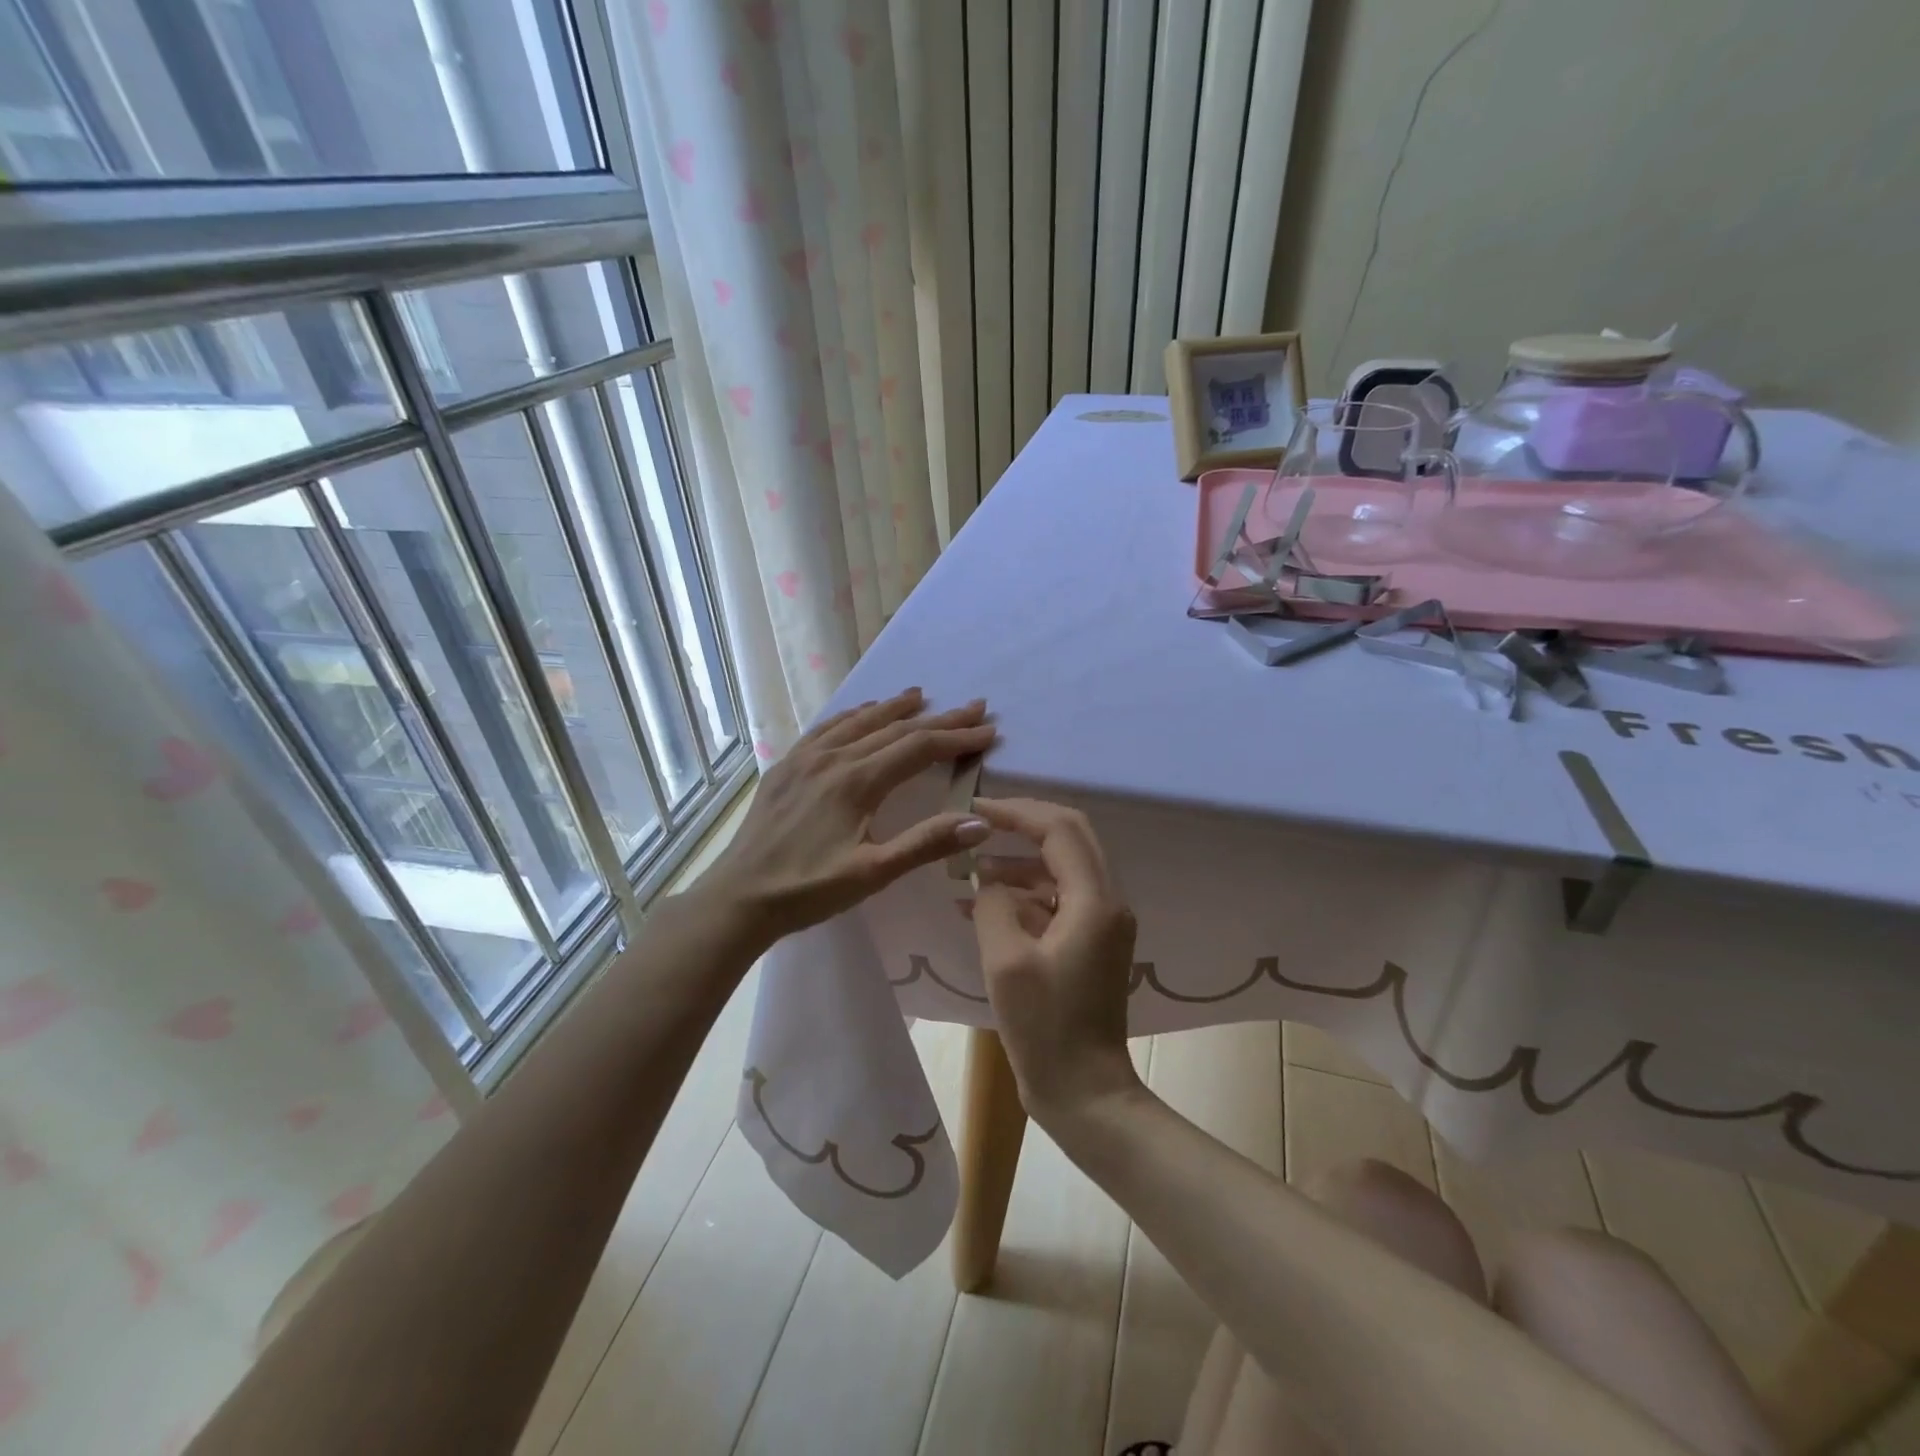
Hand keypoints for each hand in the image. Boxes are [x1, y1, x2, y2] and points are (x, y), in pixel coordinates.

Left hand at [703, 689, 996, 945]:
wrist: (739, 897)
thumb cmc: (808, 890)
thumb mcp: (872, 874)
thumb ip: (926, 843)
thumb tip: (980, 821)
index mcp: (857, 781)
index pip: (919, 747)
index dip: (957, 737)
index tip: (988, 730)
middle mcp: (833, 758)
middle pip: (894, 728)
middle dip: (938, 718)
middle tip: (972, 706)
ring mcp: (805, 759)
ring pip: (858, 722)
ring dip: (893, 708)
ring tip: (919, 695)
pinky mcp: (785, 767)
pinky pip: (826, 729)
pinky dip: (852, 716)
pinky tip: (859, 714)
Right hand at [968, 798, 1144, 1126]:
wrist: (1085, 1092)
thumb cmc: (1045, 1029)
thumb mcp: (1005, 963)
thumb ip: (992, 906)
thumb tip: (988, 883)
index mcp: (1094, 901)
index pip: (1059, 829)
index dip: (1017, 811)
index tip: (976, 808)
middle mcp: (1108, 901)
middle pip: (1070, 837)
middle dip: (1023, 824)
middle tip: (980, 822)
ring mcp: (1103, 923)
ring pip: (1062, 868)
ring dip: (1019, 863)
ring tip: (970, 872)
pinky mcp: (1092, 943)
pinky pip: (1059, 899)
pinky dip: (1025, 894)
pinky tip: (983, 906)